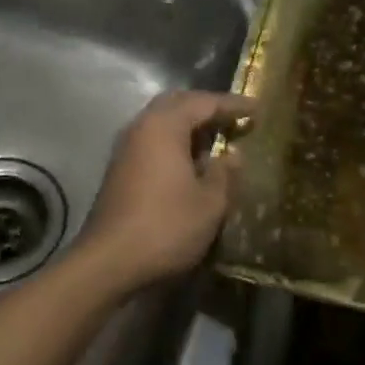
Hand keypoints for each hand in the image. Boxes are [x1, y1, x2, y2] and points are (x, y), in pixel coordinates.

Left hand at [74, 90, 255, 296]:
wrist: (108, 262)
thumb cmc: (165, 226)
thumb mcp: (209, 203)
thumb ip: (224, 173)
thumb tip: (232, 155)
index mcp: (165, 125)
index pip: (204, 102)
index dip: (232, 104)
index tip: (256, 108)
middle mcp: (142, 126)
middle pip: (178, 104)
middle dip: (206, 107)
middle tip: (232, 118)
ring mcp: (126, 147)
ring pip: (162, 121)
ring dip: (188, 125)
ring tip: (215, 139)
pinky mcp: (119, 168)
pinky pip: (152, 139)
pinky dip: (174, 141)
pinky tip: (190, 162)